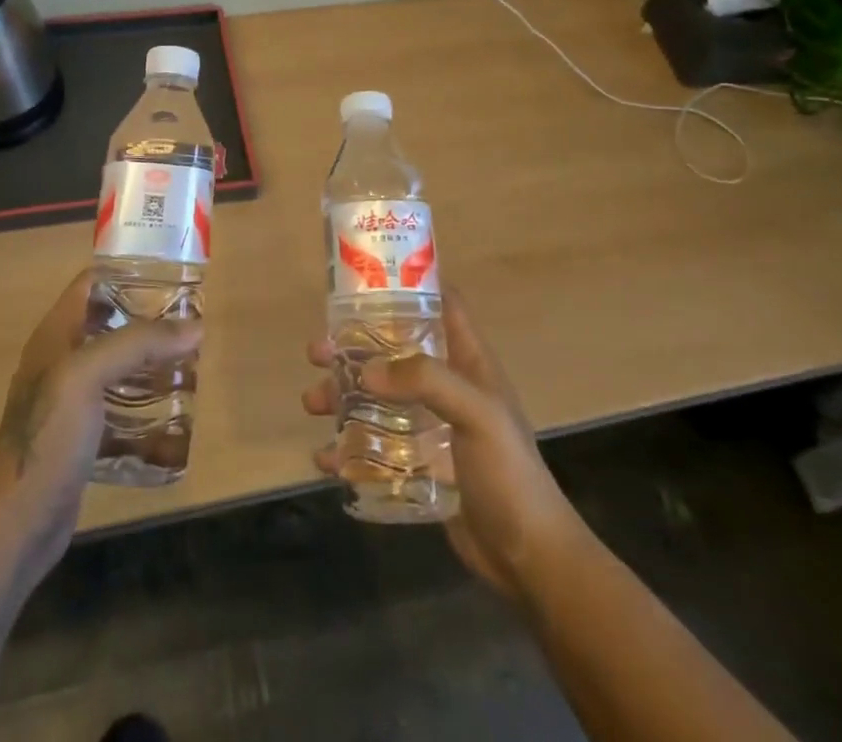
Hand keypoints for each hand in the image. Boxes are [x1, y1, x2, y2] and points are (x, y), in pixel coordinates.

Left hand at [0, 268, 201, 570]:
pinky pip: (119, 407)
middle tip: (190, 320)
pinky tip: (173, 413)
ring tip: (189, 360)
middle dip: (148, 319)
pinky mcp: (81, 436)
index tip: (170, 273)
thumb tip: (195, 327)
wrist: (18, 523)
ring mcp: (69, 401)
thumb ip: (138, 343)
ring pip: (117, 366)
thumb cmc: (48, 437)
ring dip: (149, 362)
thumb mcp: (88, 376)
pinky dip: (144, 405)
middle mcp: (61, 360)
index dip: (127, 272)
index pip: (90, 284)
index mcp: (55, 335)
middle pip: (109, 323)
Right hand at [302, 287, 586, 600]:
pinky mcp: (420, 465)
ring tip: (311, 403)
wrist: (530, 559)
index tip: (364, 283)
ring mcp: (432, 427)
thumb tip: (366, 370)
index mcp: (468, 363)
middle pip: (394, 352)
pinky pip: (376, 446)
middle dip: (354, 349)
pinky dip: (349, 448)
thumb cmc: (509, 474)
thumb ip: (426, 381)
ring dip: (343, 397)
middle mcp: (448, 387)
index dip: (409, 287)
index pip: (442, 306)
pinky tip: (325, 459)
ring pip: (378, 398)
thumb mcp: (477, 414)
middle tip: (317, 351)